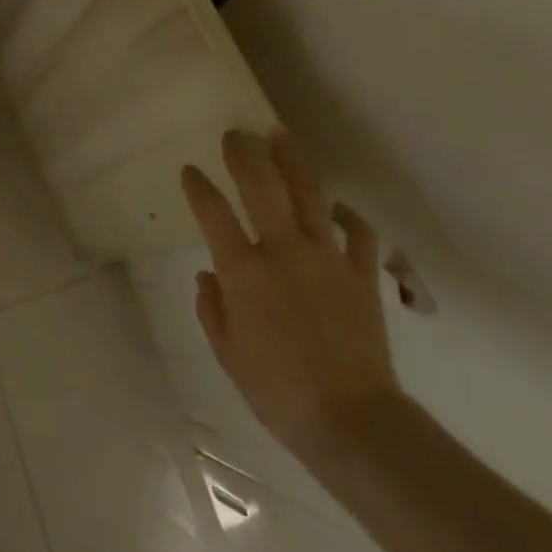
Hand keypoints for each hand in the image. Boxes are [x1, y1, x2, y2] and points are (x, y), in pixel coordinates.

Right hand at [183, 129, 401, 458]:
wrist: (349, 418)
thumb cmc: (276, 390)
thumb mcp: (227, 354)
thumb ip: (211, 308)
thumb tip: (208, 274)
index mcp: (244, 272)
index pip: (213, 213)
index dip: (197, 187)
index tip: (190, 171)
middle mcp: (283, 251)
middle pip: (262, 186)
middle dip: (245, 153)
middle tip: (235, 134)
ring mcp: (326, 257)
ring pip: (308, 194)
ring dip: (291, 161)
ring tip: (279, 135)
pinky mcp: (361, 272)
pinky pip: (356, 231)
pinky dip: (345, 214)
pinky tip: (335, 205)